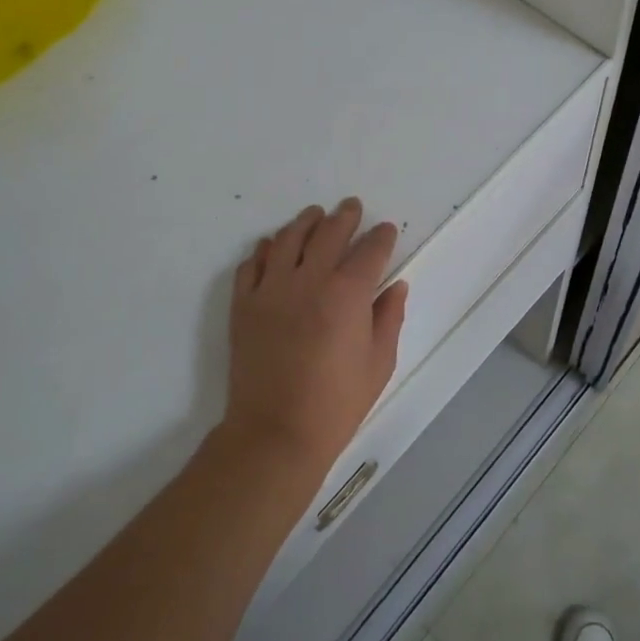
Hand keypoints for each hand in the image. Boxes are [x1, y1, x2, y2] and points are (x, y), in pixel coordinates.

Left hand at [224, 198, 407, 478]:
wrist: (275, 432)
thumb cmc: (336, 403)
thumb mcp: (379, 363)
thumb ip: (389, 318)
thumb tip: (395, 287)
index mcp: (348, 294)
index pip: (370, 250)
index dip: (382, 236)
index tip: (386, 231)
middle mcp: (309, 280)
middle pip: (329, 233)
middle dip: (345, 217)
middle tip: (351, 208)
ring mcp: (271, 290)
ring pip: (288, 239)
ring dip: (305, 222)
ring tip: (314, 215)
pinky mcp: (244, 305)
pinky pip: (252, 264)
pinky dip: (265, 250)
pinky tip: (273, 247)